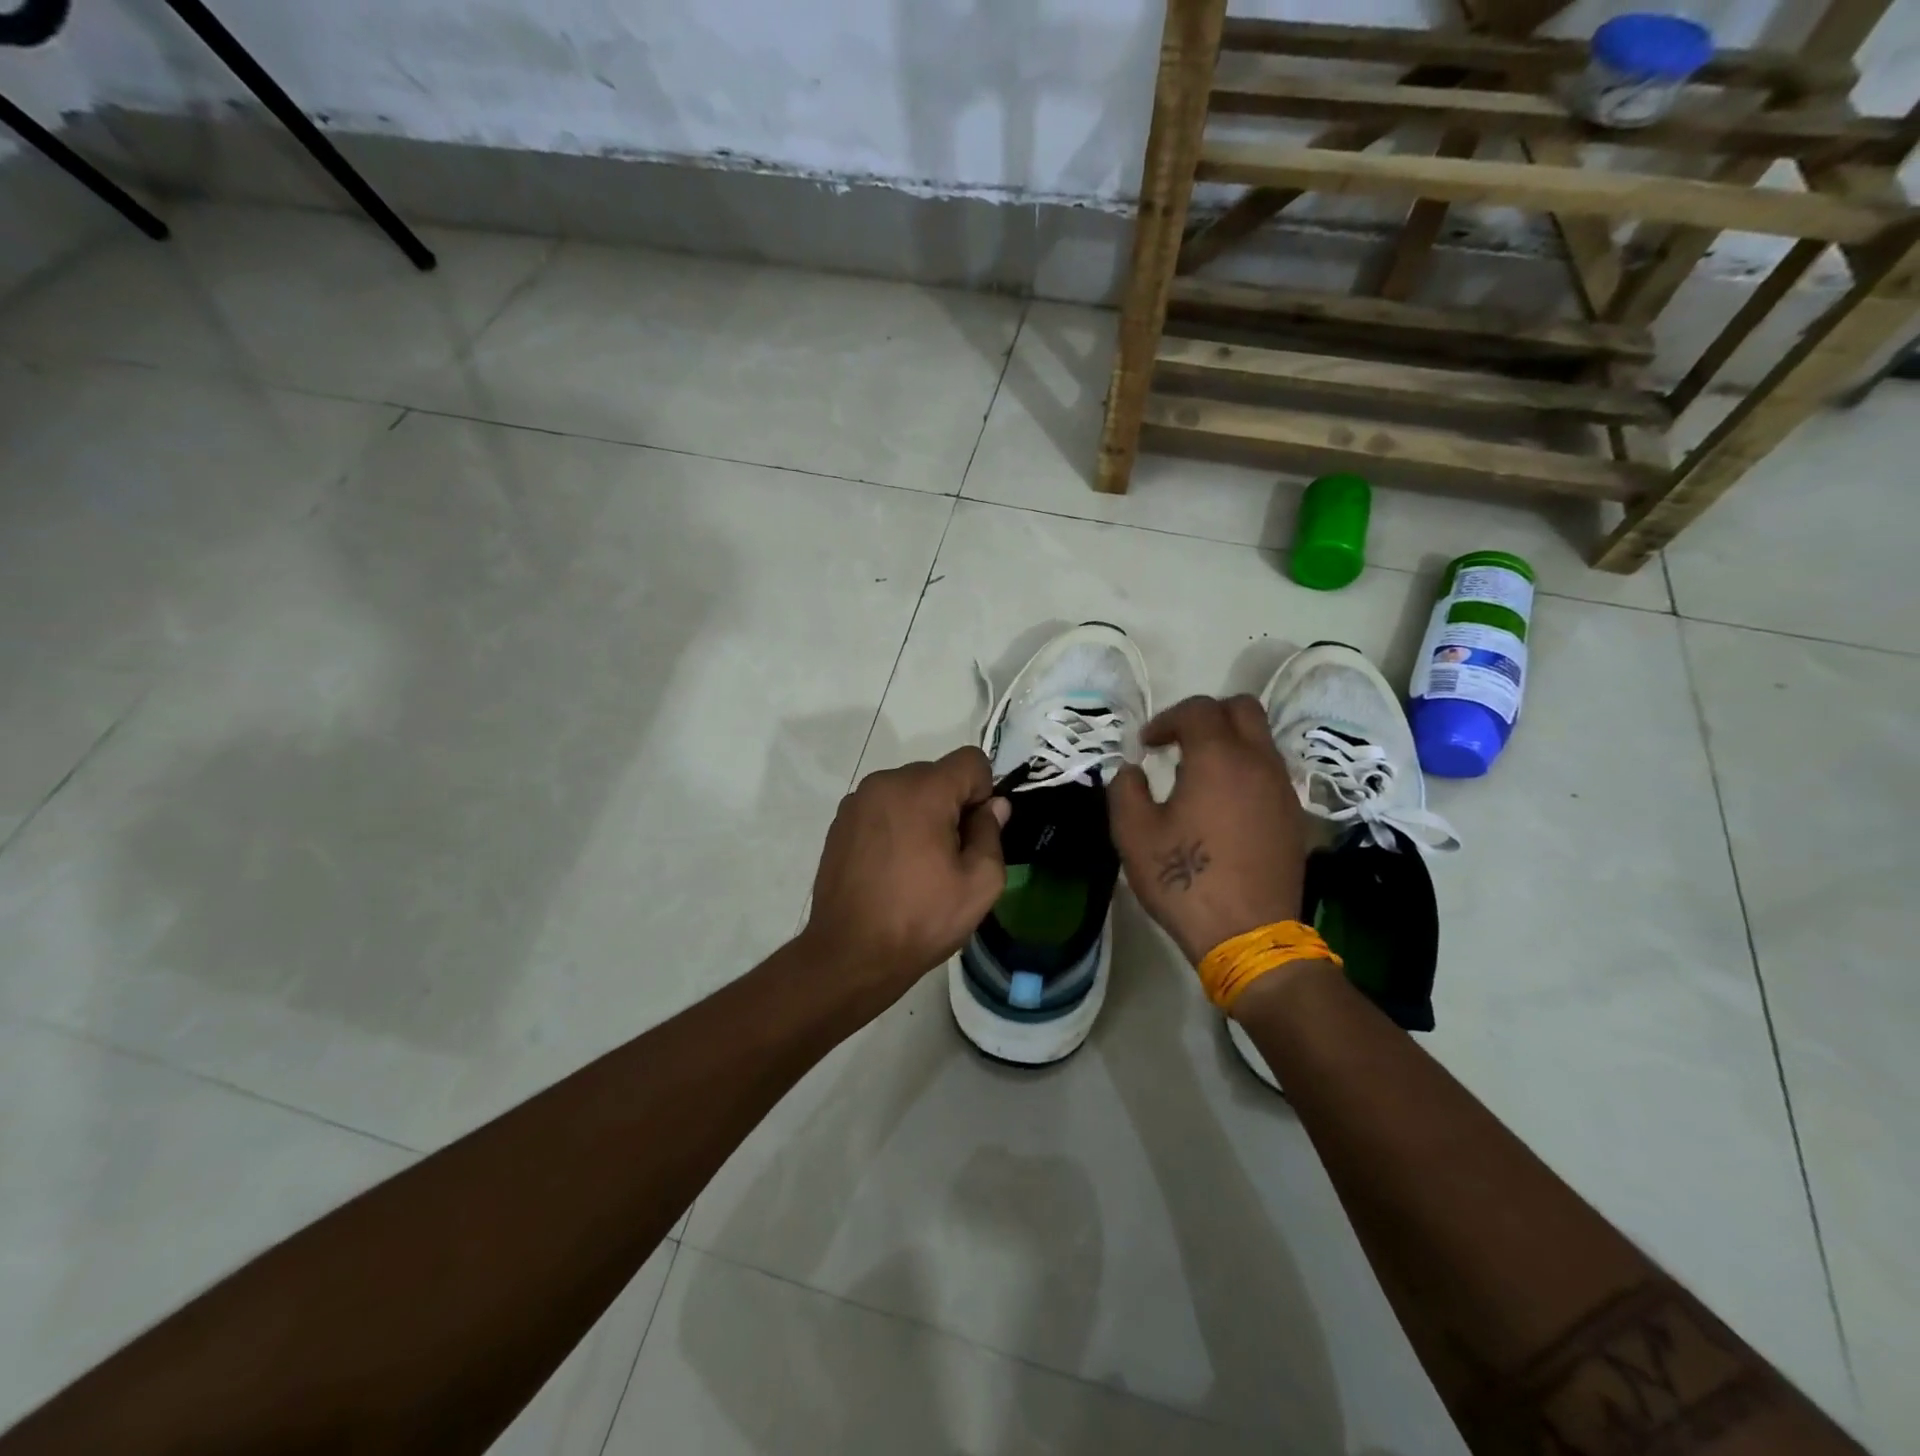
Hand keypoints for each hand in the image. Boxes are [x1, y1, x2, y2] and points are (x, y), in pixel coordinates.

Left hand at [799, 747, 1009, 1003]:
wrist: (850, 953)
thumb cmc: (921, 919)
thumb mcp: (980, 884)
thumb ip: (992, 833)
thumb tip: (994, 806)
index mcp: (922, 791)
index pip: (971, 760)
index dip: (983, 793)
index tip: (974, 834)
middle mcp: (886, 782)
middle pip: (937, 775)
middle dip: (951, 805)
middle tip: (949, 856)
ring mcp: (858, 801)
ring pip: (908, 790)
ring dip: (921, 814)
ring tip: (917, 864)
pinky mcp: (840, 821)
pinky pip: (882, 807)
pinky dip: (895, 825)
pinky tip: (891, 867)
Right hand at [1108, 695, 1311, 964]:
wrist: (1249, 935)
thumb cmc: (1185, 880)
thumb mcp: (1134, 835)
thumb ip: (1125, 790)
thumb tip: (1132, 771)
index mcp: (1218, 758)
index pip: (1197, 710)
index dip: (1166, 719)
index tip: (1147, 746)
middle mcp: (1258, 762)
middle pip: (1242, 708)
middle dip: (1207, 715)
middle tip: (1180, 742)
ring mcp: (1283, 789)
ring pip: (1261, 739)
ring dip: (1230, 742)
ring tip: (1200, 774)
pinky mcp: (1294, 816)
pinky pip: (1270, 771)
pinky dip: (1246, 770)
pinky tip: (1225, 804)